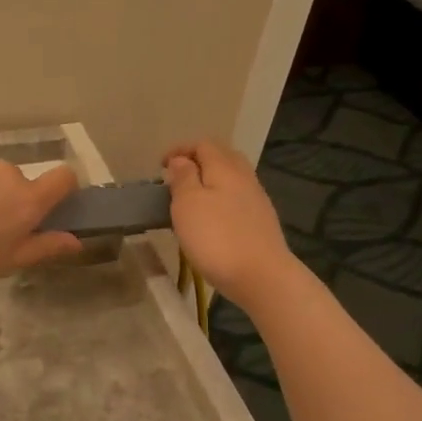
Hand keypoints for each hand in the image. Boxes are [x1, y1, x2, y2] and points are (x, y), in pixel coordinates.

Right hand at [162, 140, 294, 308]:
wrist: (261, 276)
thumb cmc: (216, 237)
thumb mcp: (188, 204)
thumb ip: (183, 177)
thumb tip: (182, 160)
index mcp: (225, 167)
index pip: (203, 144)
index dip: (180, 149)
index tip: (160, 165)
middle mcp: (244, 177)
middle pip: (222, 157)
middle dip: (198, 161)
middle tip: (177, 178)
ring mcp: (256, 200)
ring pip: (232, 178)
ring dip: (210, 181)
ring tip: (191, 200)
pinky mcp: (261, 222)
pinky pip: (237, 199)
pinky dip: (221, 200)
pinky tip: (212, 219)